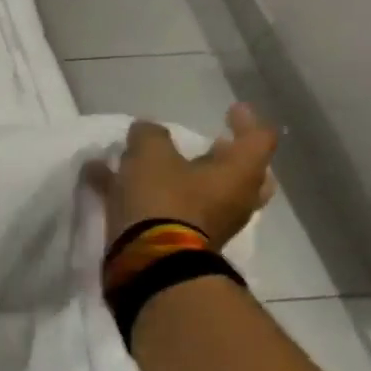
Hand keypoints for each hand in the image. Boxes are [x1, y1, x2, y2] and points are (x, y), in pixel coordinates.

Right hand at [94, 103, 279, 249]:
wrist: (151, 261)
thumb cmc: (163, 200)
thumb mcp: (150, 155)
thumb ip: (149, 136)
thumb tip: (146, 130)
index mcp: (240, 172)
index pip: (258, 138)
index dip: (246, 120)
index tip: (231, 110)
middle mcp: (235, 199)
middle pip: (243, 173)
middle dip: (226, 158)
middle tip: (212, 146)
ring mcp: (213, 223)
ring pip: (207, 193)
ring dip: (185, 177)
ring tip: (155, 165)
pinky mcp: (185, 241)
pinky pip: (172, 209)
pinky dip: (151, 196)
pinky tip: (112, 185)